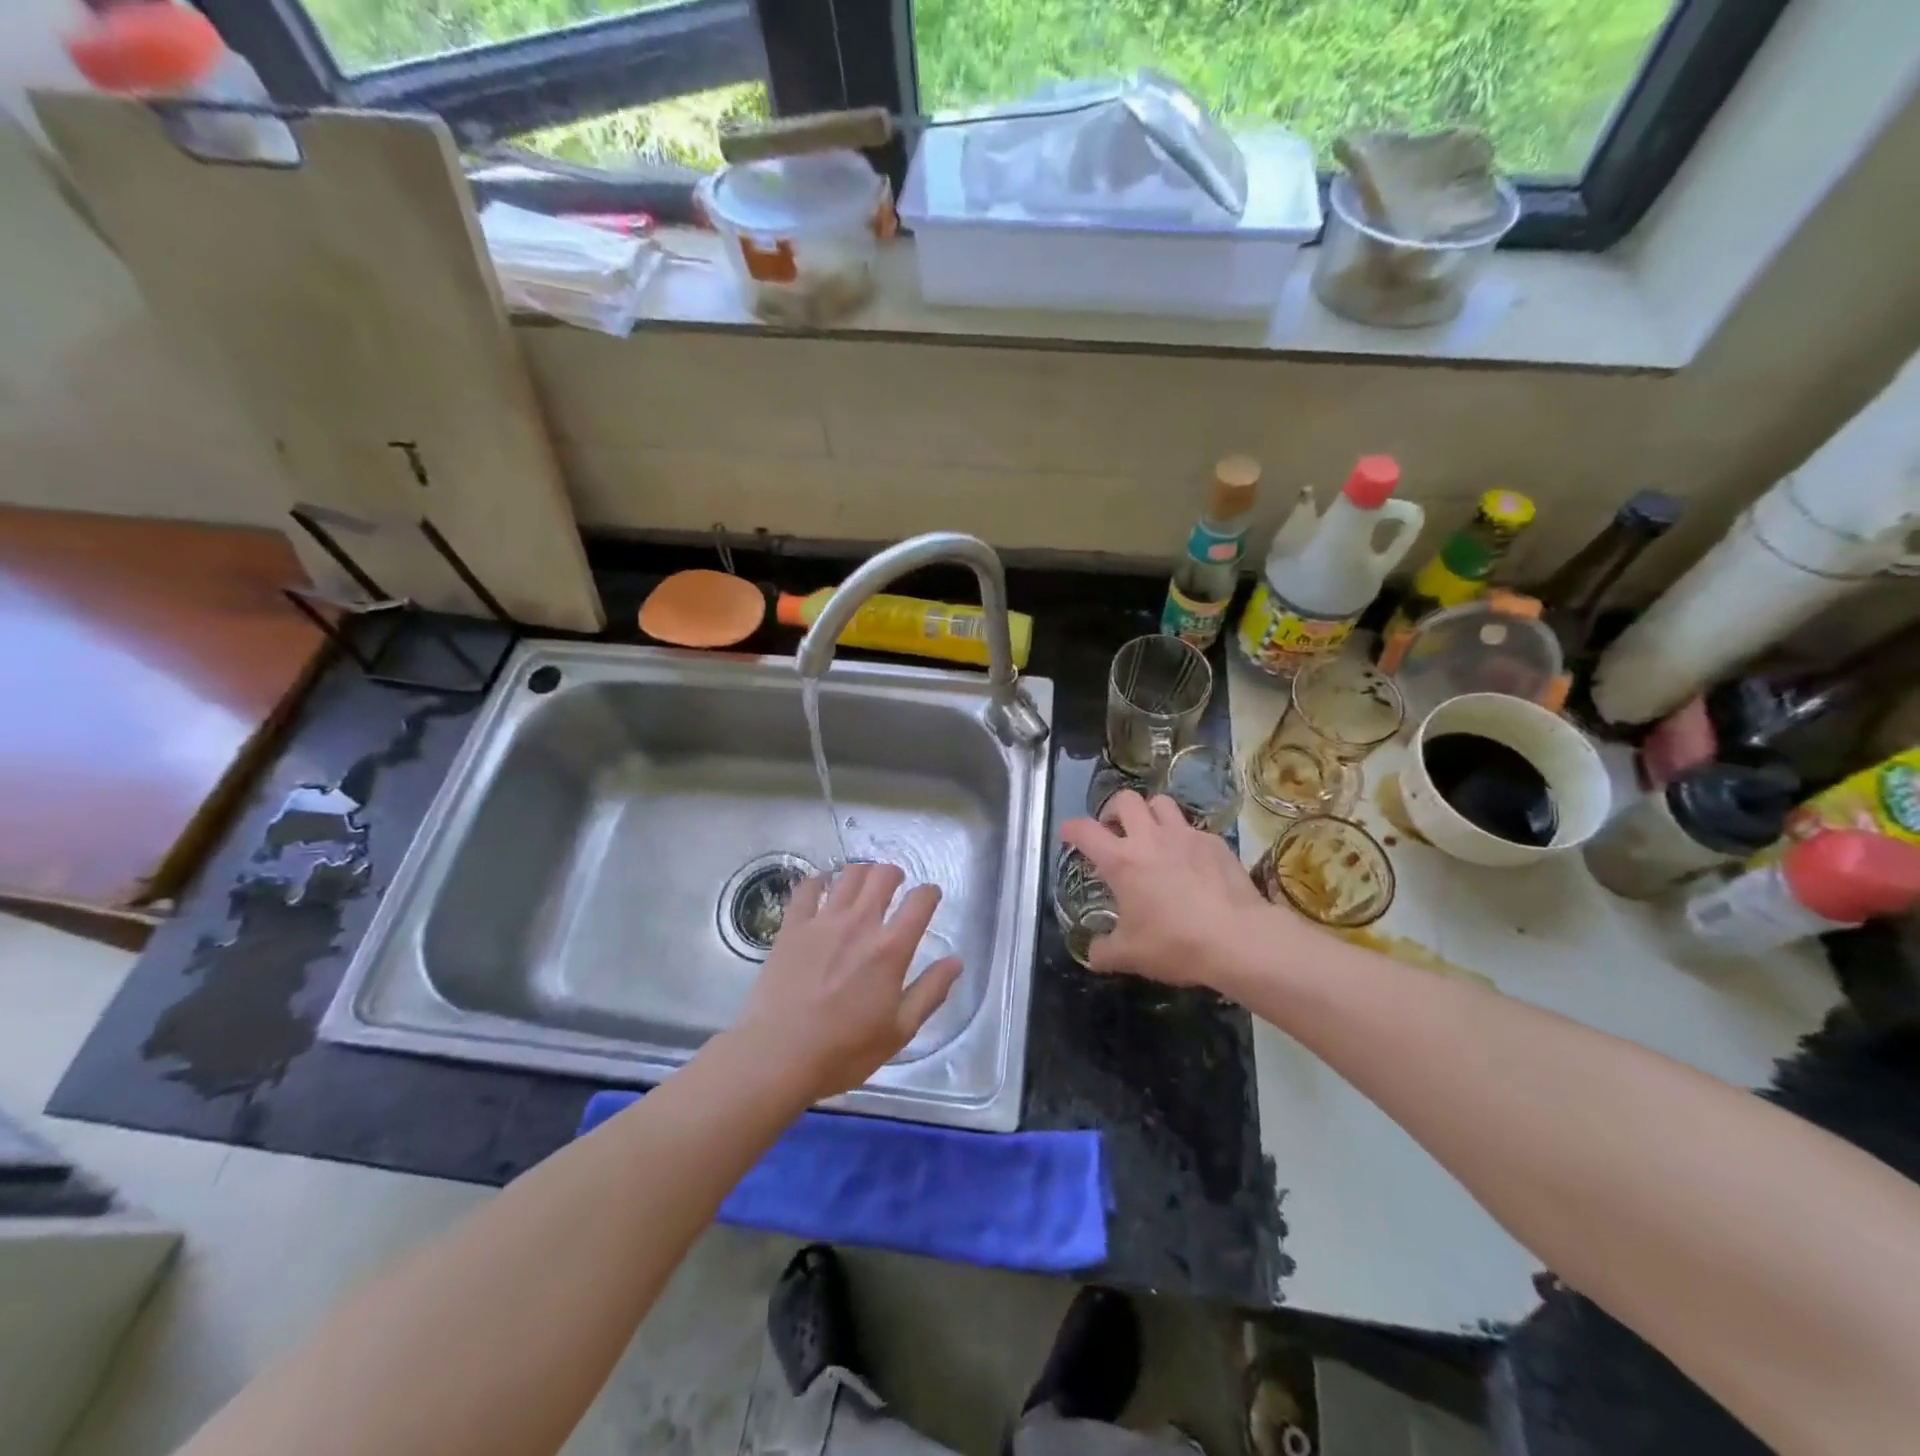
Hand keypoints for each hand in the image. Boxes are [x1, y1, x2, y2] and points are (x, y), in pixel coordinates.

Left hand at [734, 862, 961, 1103]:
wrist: (778, 1055)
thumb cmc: (844, 1049)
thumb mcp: (899, 1030)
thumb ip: (930, 992)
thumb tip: (956, 961)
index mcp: (891, 949)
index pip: (920, 902)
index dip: (930, 893)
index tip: (930, 897)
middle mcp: (860, 923)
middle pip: (883, 876)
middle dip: (894, 874)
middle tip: (895, 886)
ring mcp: (823, 921)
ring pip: (848, 875)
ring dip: (862, 874)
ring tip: (863, 885)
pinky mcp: (792, 926)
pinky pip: (807, 888)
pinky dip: (819, 881)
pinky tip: (822, 887)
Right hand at [1061, 790, 1278, 990]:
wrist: (1238, 939)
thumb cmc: (1175, 943)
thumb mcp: (1130, 955)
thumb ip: (1103, 951)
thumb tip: (1092, 953)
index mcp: (1122, 861)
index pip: (1085, 830)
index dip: (1071, 829)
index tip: (1069, 835)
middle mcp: (1150, 838)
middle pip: (1125, 800)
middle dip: (1114, 811)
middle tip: (1115, 832)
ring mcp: (1185, 836)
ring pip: (1161, 803)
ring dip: (1150, 814)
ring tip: (1151, 835)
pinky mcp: (1215, 842)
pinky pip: (1193, 828)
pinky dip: (1184, 838)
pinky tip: (1189, 861)